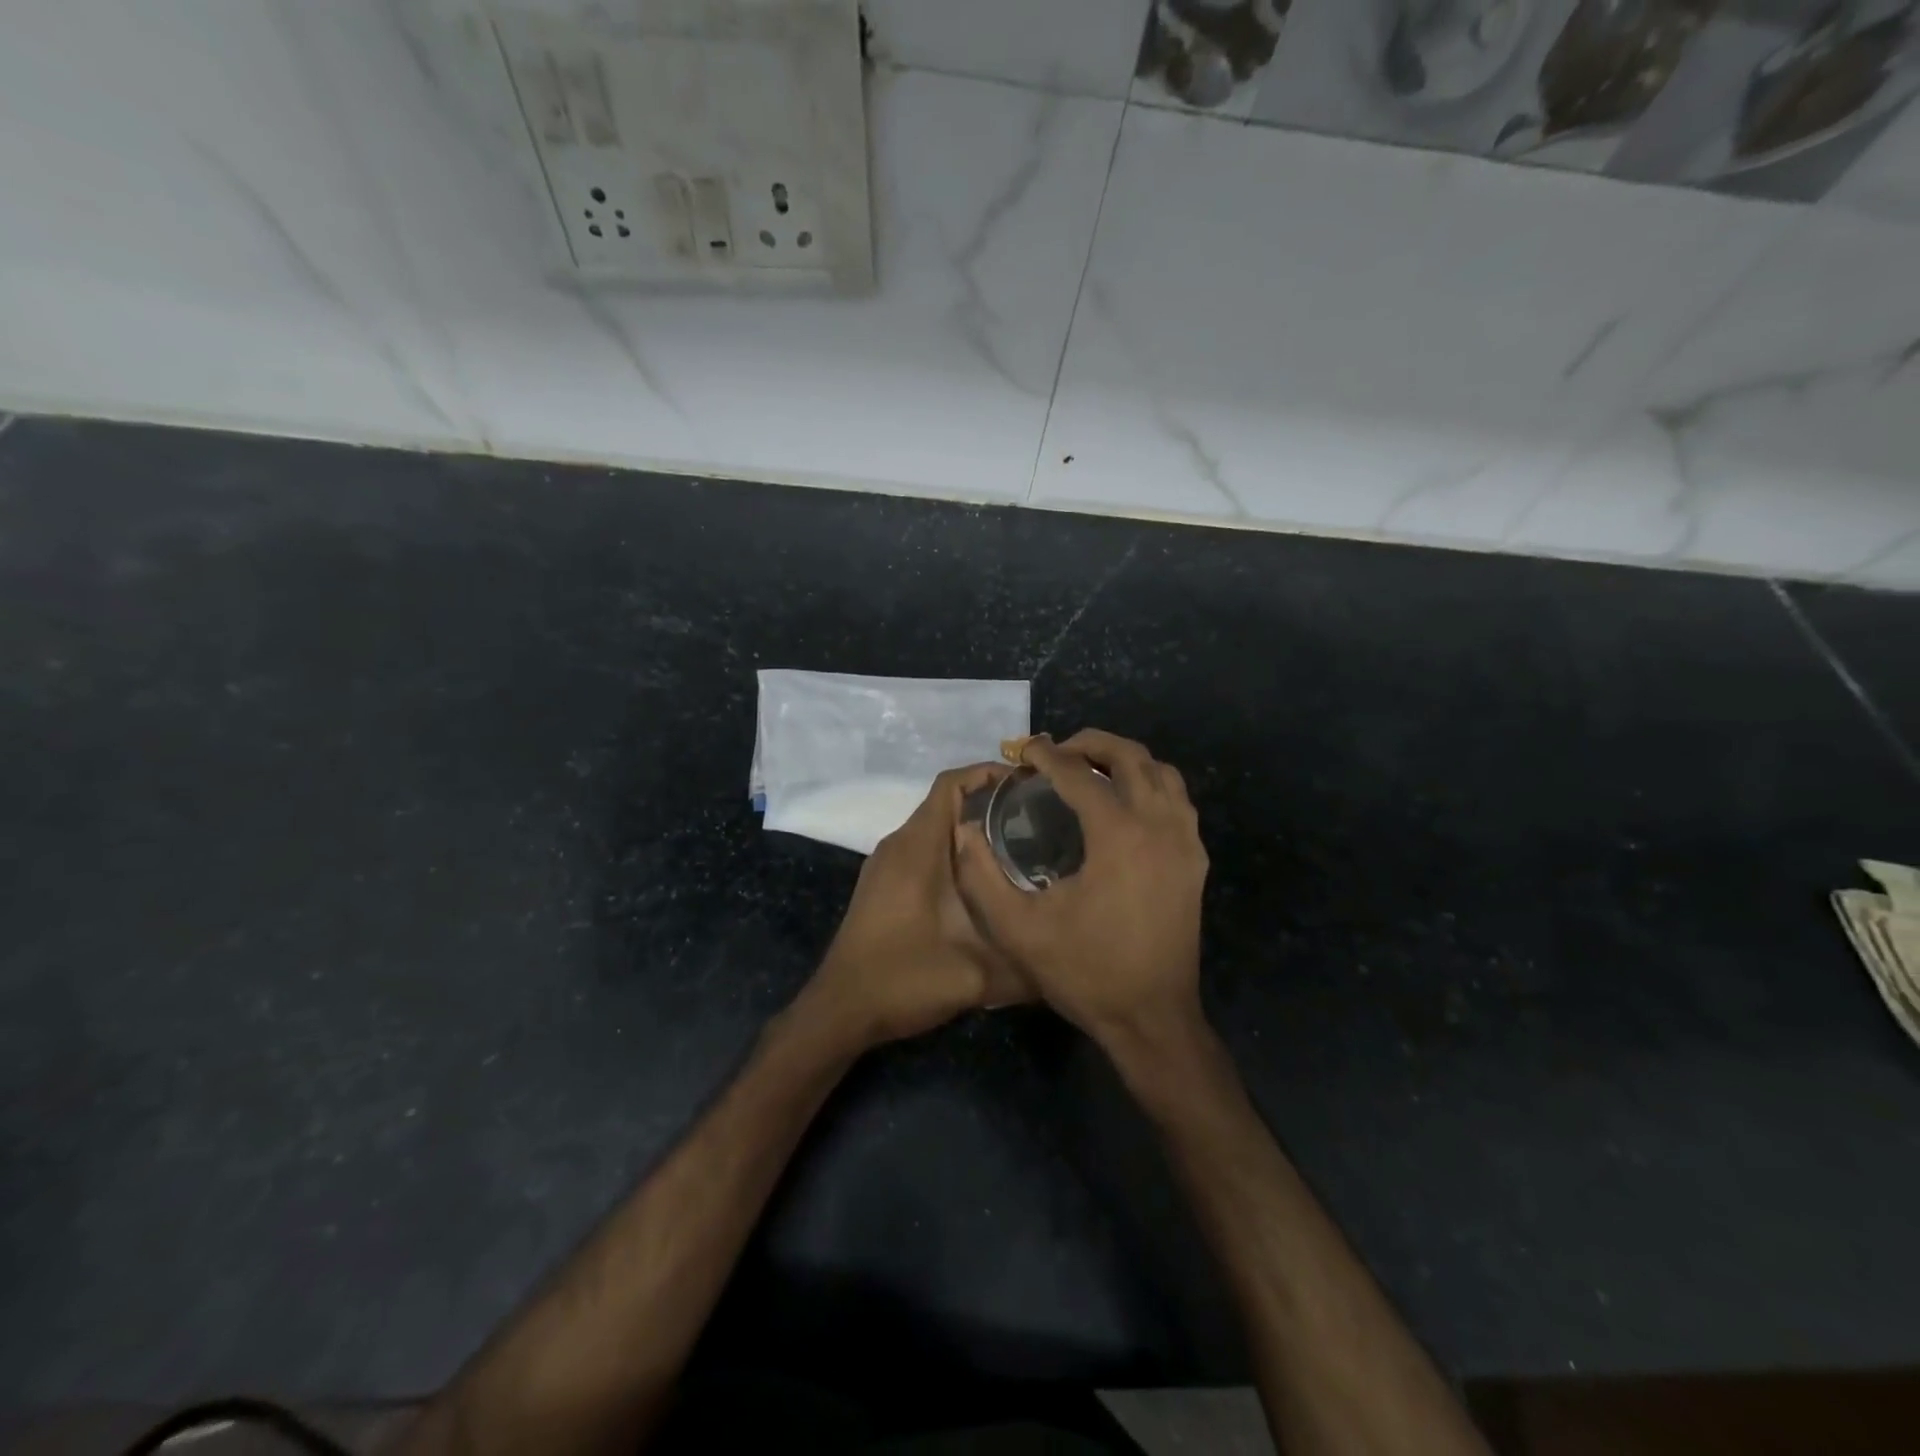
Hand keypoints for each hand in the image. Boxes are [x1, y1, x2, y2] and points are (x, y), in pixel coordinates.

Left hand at [798, 764, 1031, 1053]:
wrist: (841, 1009)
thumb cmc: (902, 979)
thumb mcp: (974, 976)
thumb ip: (1024, 967)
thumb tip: (1067, 961)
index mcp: (917, 848)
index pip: (950, 785)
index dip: (987, 773)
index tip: (1027, 783)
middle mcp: (899, 845)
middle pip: (945, 803)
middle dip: (989, 804)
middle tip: (1036, 819)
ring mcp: (886, 865)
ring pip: (934, 829)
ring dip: (970, 830)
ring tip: (1019, 846)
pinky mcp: (882, 885)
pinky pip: (922, 850)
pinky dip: (952, 852)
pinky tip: (982, 881)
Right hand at [953, 731, 1208, 1056]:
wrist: (1151, 1019)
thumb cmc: (1085, 972)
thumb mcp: (1018, 929)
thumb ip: (981, 876)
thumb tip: (965, 831)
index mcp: (1119, 835)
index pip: (1079, 774)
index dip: (1046, 755)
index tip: (1022, 751)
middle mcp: (1159, 825)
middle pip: (1129, 756)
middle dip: (1089, 743)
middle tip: (1055, 753)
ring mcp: (1185, 842)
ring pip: (1161, 772)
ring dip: (1124, 759)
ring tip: (1089, 769)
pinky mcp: (1195, 861)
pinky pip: (1177, 800)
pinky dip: (1150, 784)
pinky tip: (1124, 803)